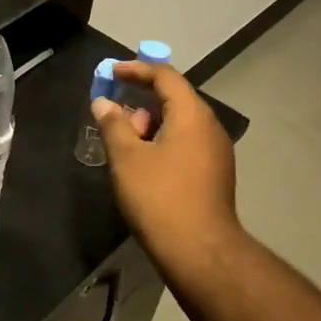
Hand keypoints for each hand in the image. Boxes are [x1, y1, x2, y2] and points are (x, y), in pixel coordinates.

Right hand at [91, 62, 245, 289]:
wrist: (199, 251)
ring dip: (151, 124)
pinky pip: (186, 143)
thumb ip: (113, 124)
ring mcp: (216, 152)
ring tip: (125, 144)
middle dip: (141, 101)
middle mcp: (210, 127)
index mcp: (192, 115)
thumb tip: (103, 103)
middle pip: (175, 98)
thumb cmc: (159, 197)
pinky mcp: (214, 174)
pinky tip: (143, 163)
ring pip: (180, 124)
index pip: (165, 76)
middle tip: (114, 116)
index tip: (110, 73)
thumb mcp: (127, 157)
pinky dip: (162, 142)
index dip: (136, 70)